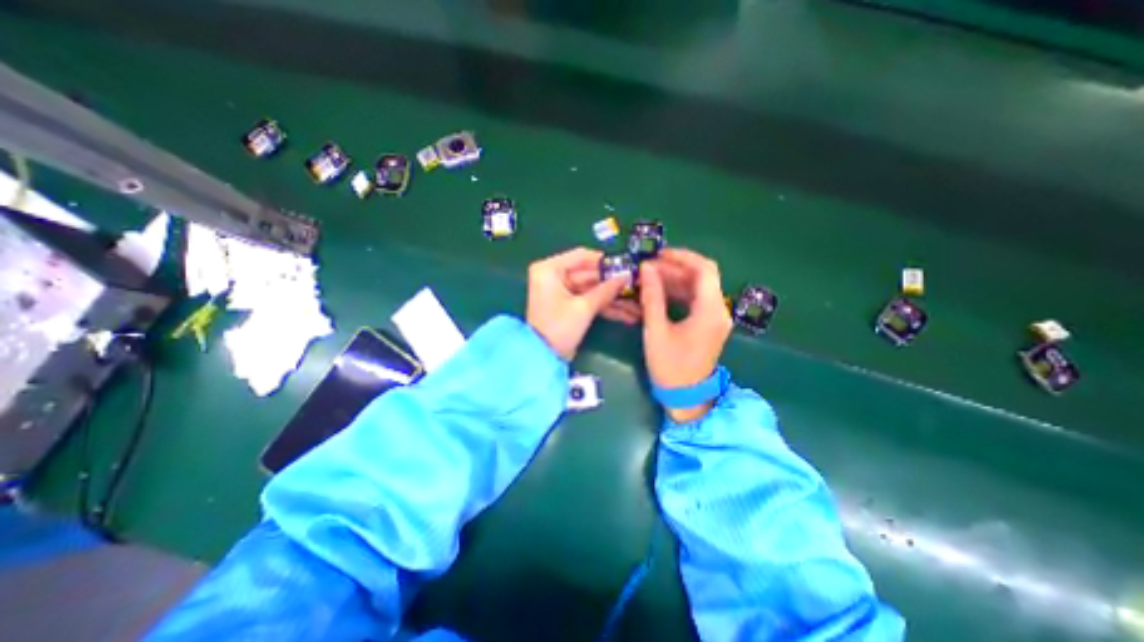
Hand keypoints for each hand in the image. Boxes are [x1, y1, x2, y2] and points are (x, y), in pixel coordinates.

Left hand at [528, 246, 633, 359]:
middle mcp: (554, 276)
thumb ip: (606, 290)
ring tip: (636, 304)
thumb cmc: (558, 328)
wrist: (542, 358)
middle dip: (612, 283)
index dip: (604, 260)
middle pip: (589, 274)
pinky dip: (604, 306)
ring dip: (612, 297)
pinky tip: (626, 314)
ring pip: (591, 289)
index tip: (625, 265)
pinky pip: (588, 300)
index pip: (581, 256)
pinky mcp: (568, 305)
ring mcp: (562, 291)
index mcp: (550, 269)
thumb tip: (627, 276)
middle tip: (636, 284)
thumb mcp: (583, 308)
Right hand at [634, 248, 731, 419]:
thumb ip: (652, 297)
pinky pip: (696, 300)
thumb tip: (646, 269)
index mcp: (710, 310)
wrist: (686, 397)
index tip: (659, 254)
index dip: (682, 257)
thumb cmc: (670, 366)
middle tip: (649, 266)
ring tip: (650, 277)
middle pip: (702, 277)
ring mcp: (715, 318)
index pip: (703, 270)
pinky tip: (660, 292)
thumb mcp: (656, 330)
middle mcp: (718, 310)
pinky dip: (679, 292)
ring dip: (676, 279)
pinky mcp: (709, 325)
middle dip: (675, 268)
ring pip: (698, 288)